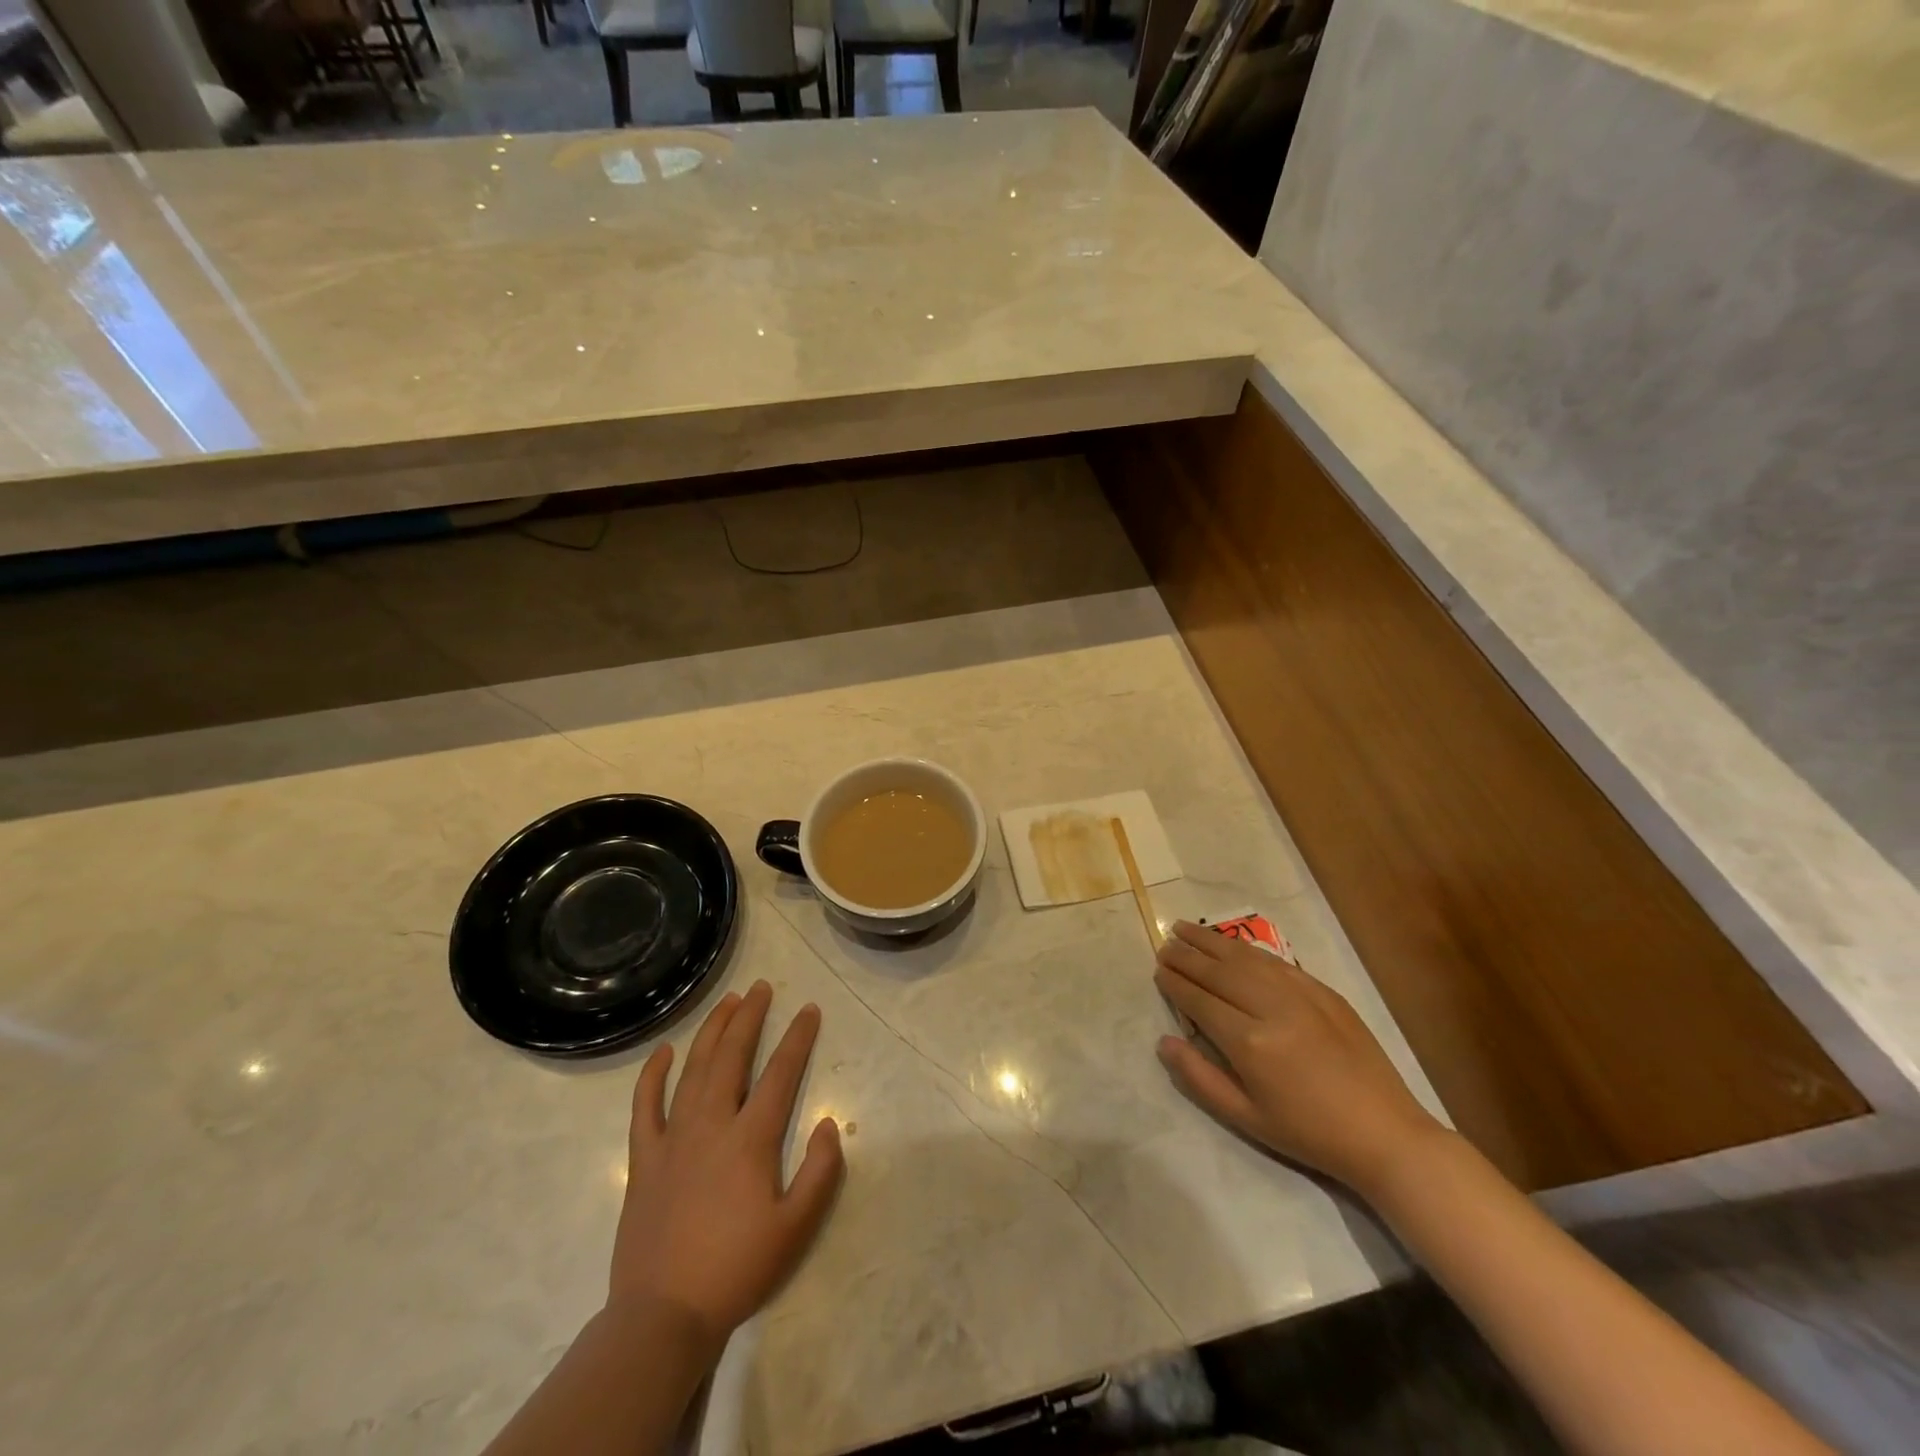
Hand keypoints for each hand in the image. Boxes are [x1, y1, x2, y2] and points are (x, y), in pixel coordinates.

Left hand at [608, 981, 843, 1357]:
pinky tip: (664, 1051)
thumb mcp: (796, 1229)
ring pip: (693, 1070)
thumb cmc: (736, 1270)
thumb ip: (820, 1172)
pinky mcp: (644, 1159)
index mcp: (750, 1140)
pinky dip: (653, 1075)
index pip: (780, 1074)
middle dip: (749, 1018)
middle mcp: (711, 1125)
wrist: (663, 1317)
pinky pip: (645, 1106)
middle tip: (761, 988)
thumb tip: (830, 1122)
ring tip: (727, 1003)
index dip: (797, 1038)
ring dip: (711, 1031)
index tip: (809, 1010)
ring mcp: (673, 1138)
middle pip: (732, 1057)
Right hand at [1153, 921, 1440, 1196]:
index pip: (1199, 1001)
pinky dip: (1247, 949)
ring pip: (1245, 957)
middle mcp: (1272, 1009)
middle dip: (1187, 956)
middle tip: (1164, 945)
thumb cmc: (1309, 1134)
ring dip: (1211, 941)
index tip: (1157, 970)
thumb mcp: (1247, 1118)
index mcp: (1250, 1044)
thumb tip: (1164, 1042)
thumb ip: (1200, 1078)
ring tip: (1185, 928)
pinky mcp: (1324, 991)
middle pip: (1218, 971)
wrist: (1385, 1134)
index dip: (1175, 983)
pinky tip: (1232, 944)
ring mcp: (1301, 995)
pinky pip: (1276, 962)